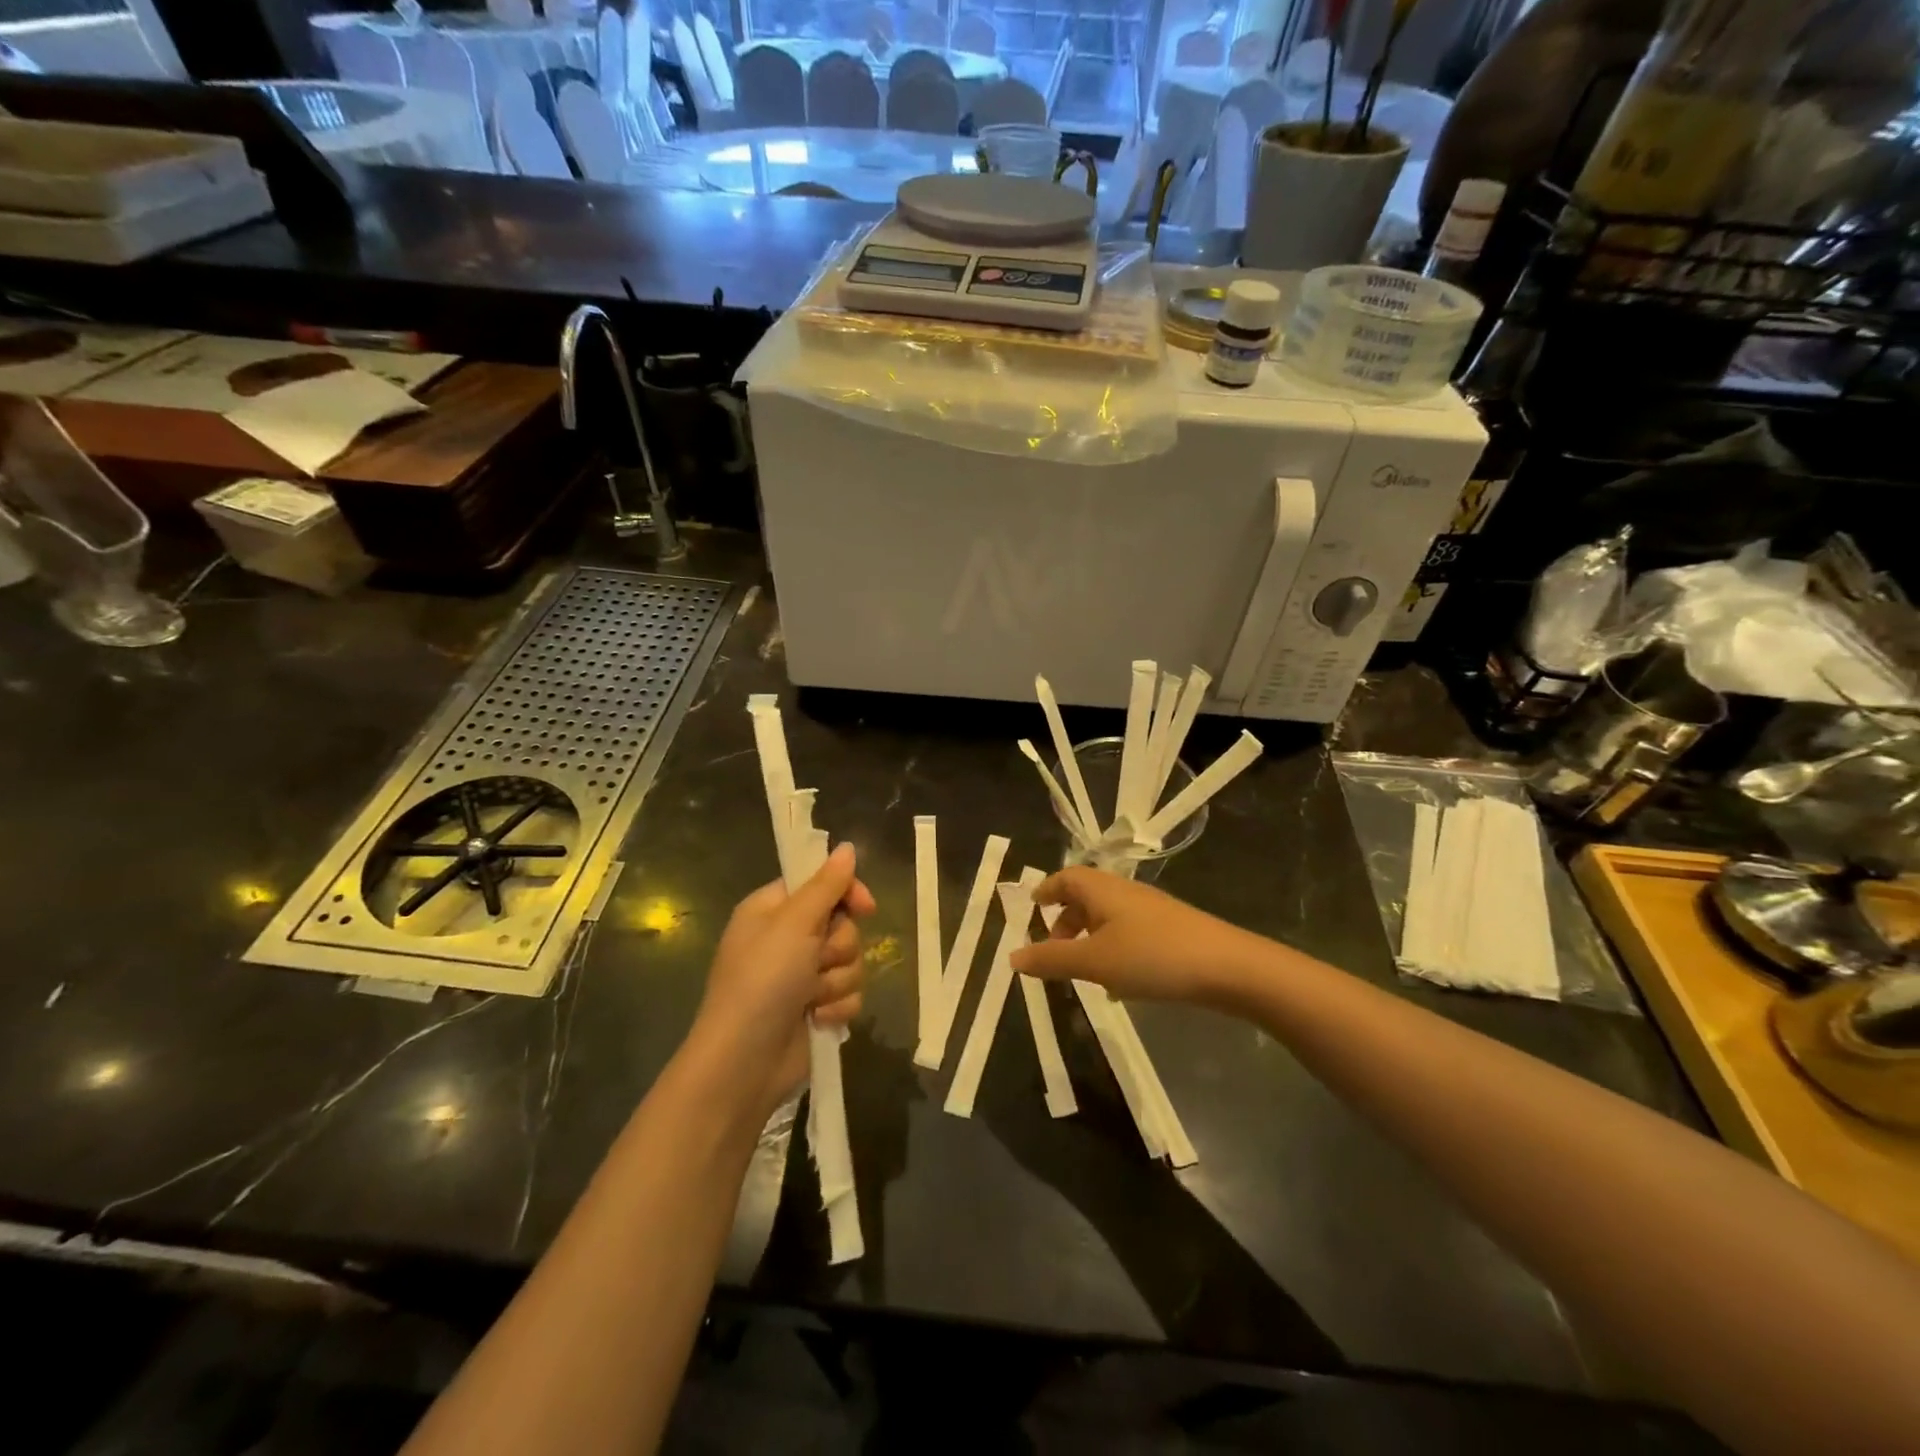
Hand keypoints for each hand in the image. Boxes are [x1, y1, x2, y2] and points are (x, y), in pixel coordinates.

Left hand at [690, 842, 875, 1115]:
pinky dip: (837, 1007)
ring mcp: (802, 976)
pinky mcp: (816, 1008)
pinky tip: (818, 1019)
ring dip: (837, 981)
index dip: (846, 893)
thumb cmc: (762, 981)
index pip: (822, 884)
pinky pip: (850, 994)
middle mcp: (788, 938)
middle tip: (816, 961)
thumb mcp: (793, 924)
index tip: (865, 907)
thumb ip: (826, 885)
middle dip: (838, 947)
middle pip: (843, 925)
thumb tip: (847, 847)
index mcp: (773, 909)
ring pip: (851, 961)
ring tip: (811, 998)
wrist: (744, 1062)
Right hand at [1009, 867, 1256, 1006]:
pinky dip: (1113, 950)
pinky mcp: (1171, 930)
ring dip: (1089, 939)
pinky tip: (1119, 984)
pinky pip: (1129, 933)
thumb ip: (1052, 960)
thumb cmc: (1152, 956)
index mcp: (1102, 890)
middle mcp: (1125, 893)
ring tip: (1083, 971)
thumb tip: (1012, 956)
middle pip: (1086, 896)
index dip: (1047, 890)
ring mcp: (1151, 911)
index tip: (1032, 908)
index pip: (1066, 877)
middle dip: (1065, 920)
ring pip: (1108, 917)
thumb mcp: (1094, 962)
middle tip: (1053, 949)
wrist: (1228, 967)